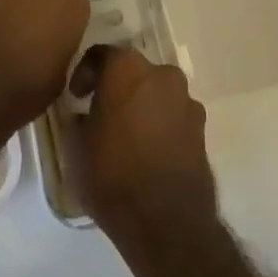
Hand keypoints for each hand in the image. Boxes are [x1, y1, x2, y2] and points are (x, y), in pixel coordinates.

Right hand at [68, 46, 217, 247]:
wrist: (167, 221)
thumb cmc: (113, 175)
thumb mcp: (76, 149)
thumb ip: (76, 121)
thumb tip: (82, 116)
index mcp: (127, 68)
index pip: (100, 55)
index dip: (85, 73)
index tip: (76, 97)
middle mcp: (161, 73)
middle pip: (133, 72)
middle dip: (117, 88)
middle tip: (101, 114)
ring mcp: (186, 100)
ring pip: (156, 93)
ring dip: (142, 106)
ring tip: (127, 138)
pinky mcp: (201, 128)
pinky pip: (174, 116)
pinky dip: (160, 126)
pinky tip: (149, 153)